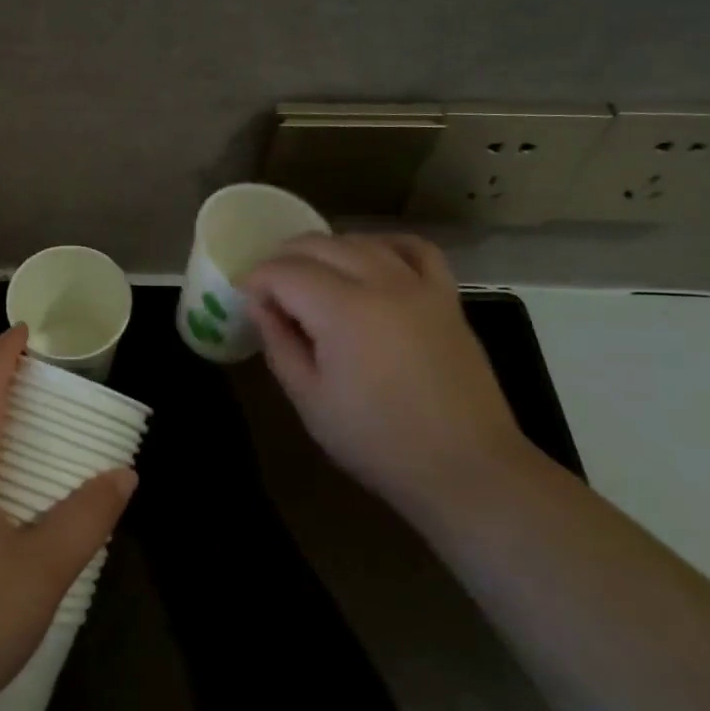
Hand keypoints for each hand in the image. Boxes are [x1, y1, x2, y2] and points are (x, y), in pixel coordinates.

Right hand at [243, 233, 530, 511]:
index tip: (243, 298)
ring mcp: (419, 286)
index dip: (256, 279)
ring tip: (310, 277)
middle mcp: (381, 283)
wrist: (466, 469)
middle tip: (268, 289)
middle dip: (283, 259)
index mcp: (342, 310)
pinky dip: (384, 245)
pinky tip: (369, 260)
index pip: (284, 271)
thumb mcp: (309, 399)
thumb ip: (279, 343)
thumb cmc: (376, 442)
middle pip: (319, 245)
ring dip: (326, 250)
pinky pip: (414, 249)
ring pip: (361, 241)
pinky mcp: (446, 298)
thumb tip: (258, 305)